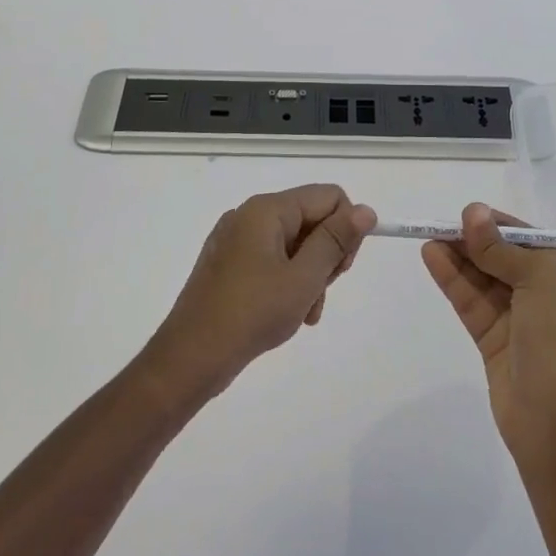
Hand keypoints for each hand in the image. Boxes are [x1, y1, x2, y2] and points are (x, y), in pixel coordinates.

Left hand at [148, 184, 376, 400]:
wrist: (190, 358)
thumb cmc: (252, 314)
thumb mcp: (304, 278)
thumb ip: (336, 240)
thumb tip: (366, 210)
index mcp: (267, 209)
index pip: (329, 197)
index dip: (346, 229)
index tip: (342, 268)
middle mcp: (249, 215)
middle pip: (311, 219)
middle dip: (326, 256)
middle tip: (320, 292)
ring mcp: (235, 240)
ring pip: (294, 244)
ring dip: (309, 276)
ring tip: (305, 312)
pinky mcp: (228, 264)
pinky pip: (272, 261)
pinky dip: (287, 282)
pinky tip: (288, 314)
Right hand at [421, 203, 555, 464]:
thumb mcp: (540, 282)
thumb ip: (501, 248)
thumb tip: (473, 211)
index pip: (529, 239)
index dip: (497, 224)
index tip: (466, 213)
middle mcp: (547, 296)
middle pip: (503, 257)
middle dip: (474, 240)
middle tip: (439, 223)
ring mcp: (520, 321)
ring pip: (484, 279)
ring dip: (458, 257)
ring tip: (427, 236)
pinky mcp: (494, 342)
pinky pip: (472, 302)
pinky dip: (453, 280)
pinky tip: (432, 258)